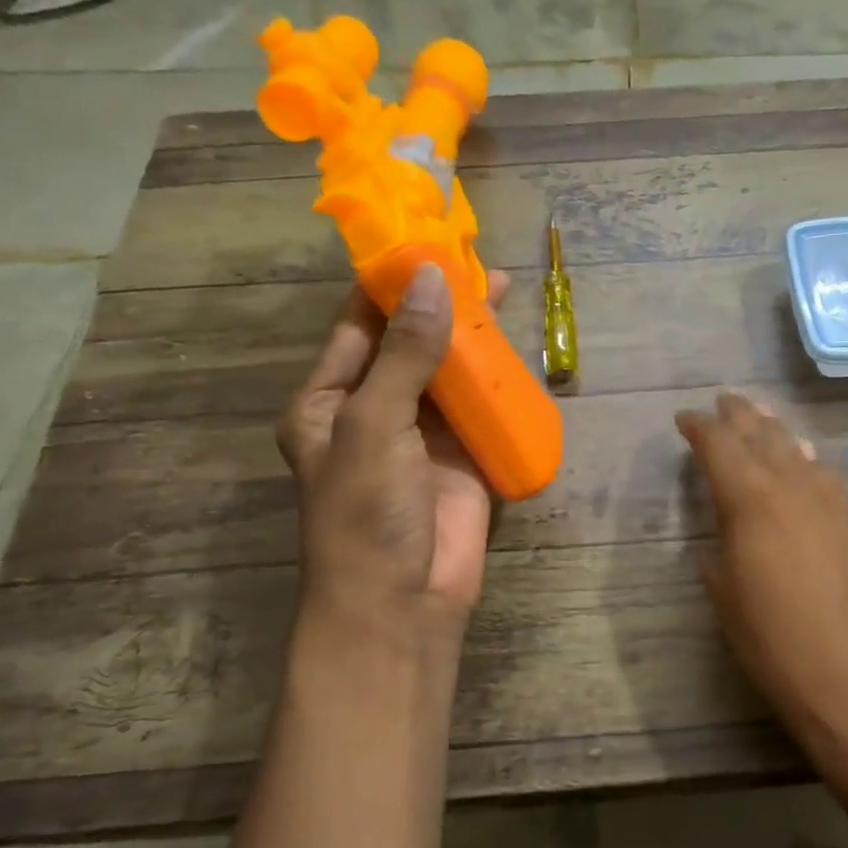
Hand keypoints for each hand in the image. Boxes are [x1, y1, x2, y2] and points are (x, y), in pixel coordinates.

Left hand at [278, 263, 509, 621]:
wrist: (402, 605)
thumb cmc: (367, 514)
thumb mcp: (375, 425)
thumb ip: (405, 354)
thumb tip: (432, 279)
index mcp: (329, 400)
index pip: (359, 325)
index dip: (390, 284)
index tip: (426, 242)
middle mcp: (373, 411)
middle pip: (410, 343)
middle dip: (440, 306)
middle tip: (478, 265)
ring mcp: (422, 436)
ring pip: (449, 374)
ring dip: (473, 339)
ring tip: (504, 294)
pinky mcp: (463, 459)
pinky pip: (480, 410)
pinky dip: (497, 384)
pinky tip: (518, 354)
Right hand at [675, 392, 847, 746]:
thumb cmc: (775, 642)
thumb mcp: (726, 596)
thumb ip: (718, 551)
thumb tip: (722, 533)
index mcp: (750, 500)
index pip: (720, 446)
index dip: (699, 428)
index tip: (684, 419)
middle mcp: (791, 485)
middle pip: (761, 435)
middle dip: (739, 415)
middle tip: (722, 401)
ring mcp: (829, 500)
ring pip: (796, 448)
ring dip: (773, 430)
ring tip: (760, 417)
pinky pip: (822, 473)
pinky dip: (804, 459)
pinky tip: (803, 459)